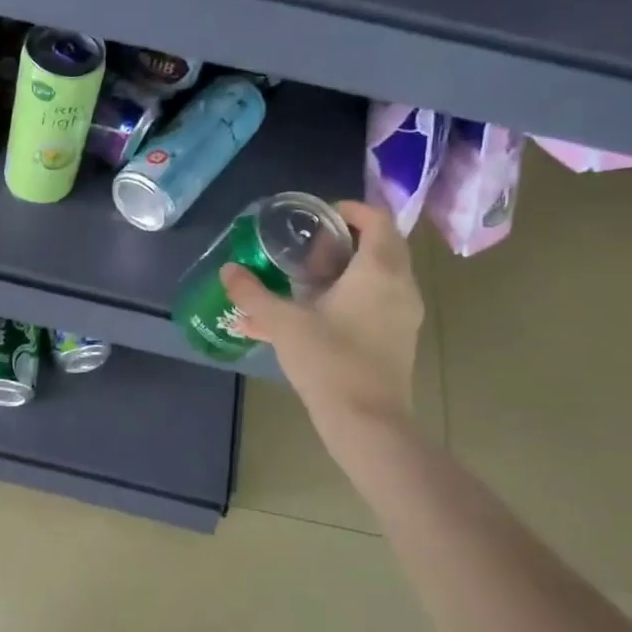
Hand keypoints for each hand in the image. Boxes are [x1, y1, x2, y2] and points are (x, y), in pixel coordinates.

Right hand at [220, 199, 422, 426]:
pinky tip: (311, 317)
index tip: (320, 216)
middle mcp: (400, 286)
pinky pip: (376, 303)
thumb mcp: (283, 323)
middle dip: (344, 242)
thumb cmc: (329, 360)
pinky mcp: (397, 339)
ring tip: (305, 282)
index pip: (378, 219)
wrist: (366, 422)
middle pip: (380, 246)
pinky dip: (349, 298)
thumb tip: (228, 271)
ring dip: (345, 272)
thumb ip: (253, 294)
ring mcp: (402, 315)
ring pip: (378, 277)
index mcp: (379, 270)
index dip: (352, 210)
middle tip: (307, 250)